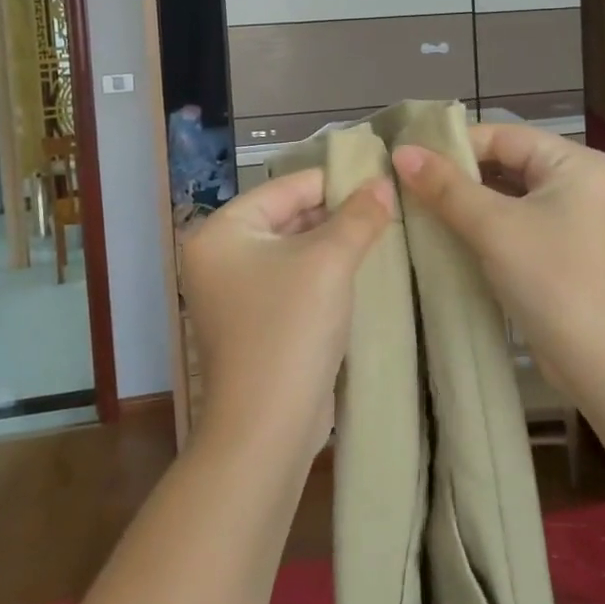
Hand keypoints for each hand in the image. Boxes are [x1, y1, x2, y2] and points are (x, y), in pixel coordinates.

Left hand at [179, 169, 394, 457]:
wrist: (267, 426)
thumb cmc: (290, 327)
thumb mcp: (329, 261)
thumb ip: (358, 216)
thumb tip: (384, 182)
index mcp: (222, 232)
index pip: (285, 188)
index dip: (333, 181)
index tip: (378, 176)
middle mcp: (218, 257)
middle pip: (286, 218)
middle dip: (335, 214)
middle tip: (386, 207)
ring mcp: (232, 293)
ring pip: (292, 252)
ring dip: (332, 244)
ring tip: (381, 233)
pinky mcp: (252, 323)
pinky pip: (291, 282)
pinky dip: (322, 274)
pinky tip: (361, 270)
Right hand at [392, 124, 604, 402]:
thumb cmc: (554, 281)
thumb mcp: (495, 227)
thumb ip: (446, 187)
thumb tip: (401, 152)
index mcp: (575, 163)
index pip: (503, 136)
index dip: (454, 145)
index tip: (408, 159)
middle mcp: (579, 183)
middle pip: (507, 163)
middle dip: (458, 175)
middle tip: (407, 184)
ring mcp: (574, 219)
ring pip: (508, 196)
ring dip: (467, 203)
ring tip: (418, 207)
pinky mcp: (564, 251)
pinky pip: (516, 224)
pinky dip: (484, 227)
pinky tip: (448, 236)